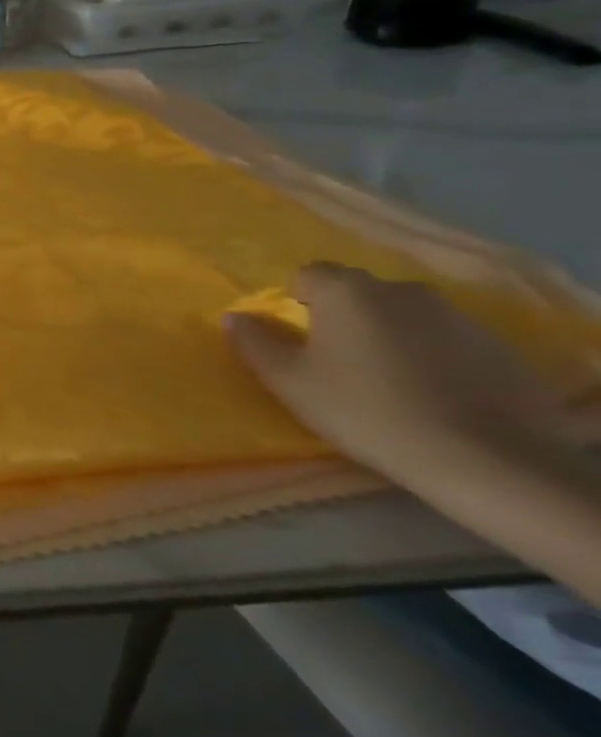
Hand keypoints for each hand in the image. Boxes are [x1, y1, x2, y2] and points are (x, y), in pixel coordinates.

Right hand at [224, 262, 555, 479]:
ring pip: (404, 316)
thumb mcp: (290, 381)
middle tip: (340, 364)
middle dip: (345, 318)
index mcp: (347, 291)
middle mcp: (401, 290)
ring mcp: (457, 317)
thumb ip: (254, 343)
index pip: (307, 276)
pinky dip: (433, 358)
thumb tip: (236, 317)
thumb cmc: (367, 411)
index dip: (297, 304)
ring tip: (392, 383)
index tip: (301, 341)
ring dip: (391, 337)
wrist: (488, 461)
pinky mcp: (499, 349)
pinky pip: (446, 341)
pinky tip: (435, 397)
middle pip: (358, 294)